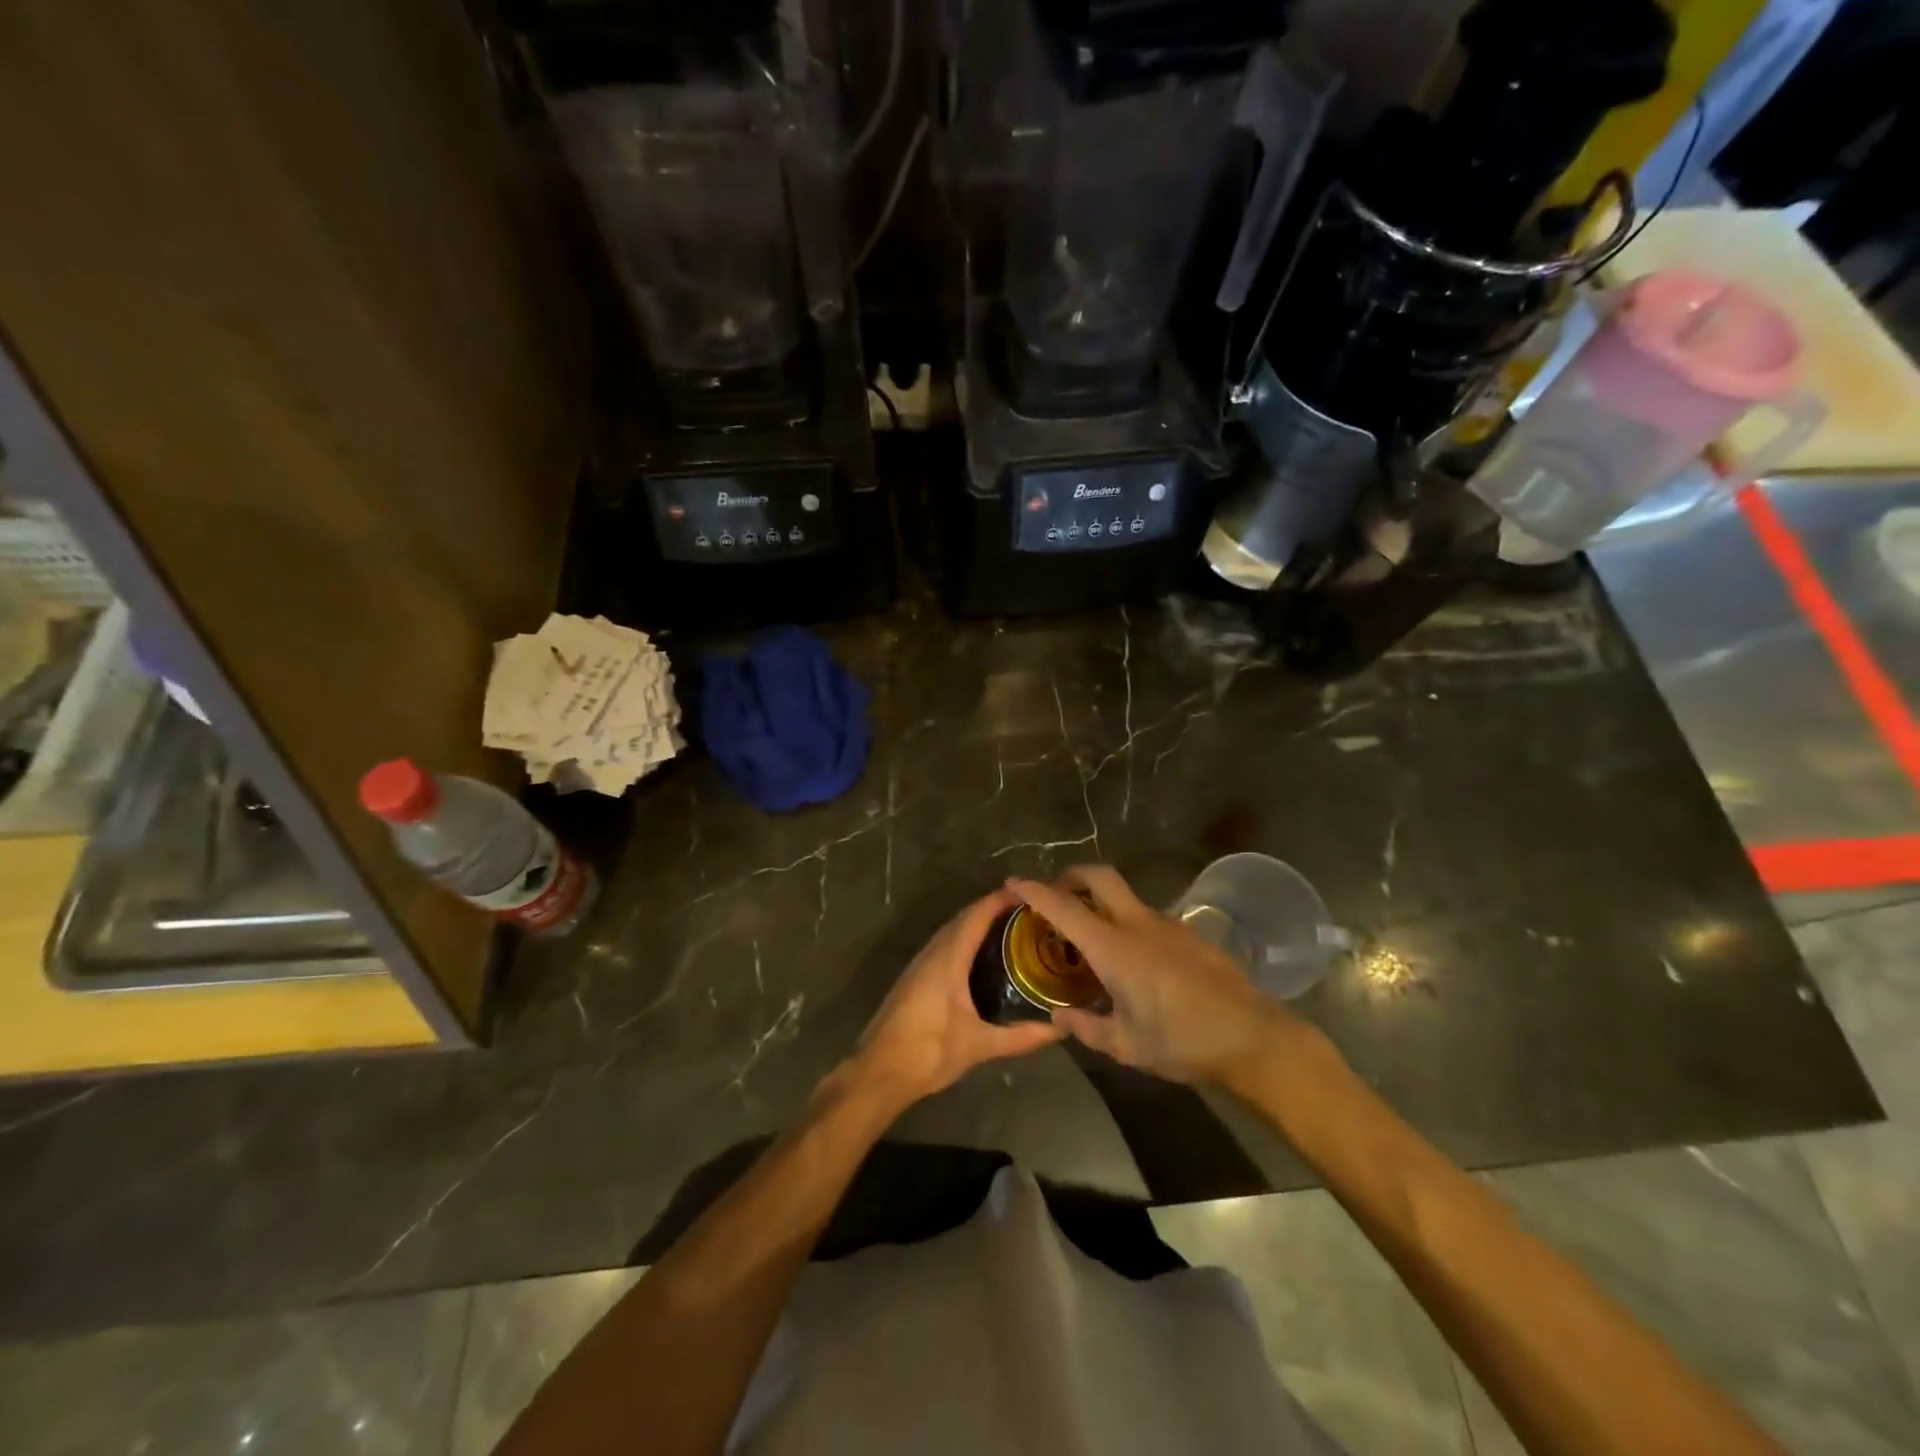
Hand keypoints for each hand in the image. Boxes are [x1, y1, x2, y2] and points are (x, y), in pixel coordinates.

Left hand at [843, 888, 1061, 1114]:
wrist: (878, 1072)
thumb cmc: (928, 1052)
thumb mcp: (979, 1045)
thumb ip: (1020, 1037)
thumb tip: (1060, 1030)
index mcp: (947, 959)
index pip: (976, 916)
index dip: (999, 900)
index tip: (1027, 892)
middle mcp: (932, 953)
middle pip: (963, 919)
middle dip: (992, 909)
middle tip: (1025, 911)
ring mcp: (919, 965)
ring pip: (951, 931)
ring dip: (976, 923)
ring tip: (1009, 928)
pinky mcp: (914, 978)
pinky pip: (943, 945)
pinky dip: (964, 940)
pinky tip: (979, 956)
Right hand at [1006, 865, 1299, 1085]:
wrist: (1253, 1038)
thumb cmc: (1181, 1042)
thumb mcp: (1125, 1046)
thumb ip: (1085, 1028)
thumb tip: (1058, 1015)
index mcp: (1114, 948)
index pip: (1064, 908)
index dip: (1035, 891)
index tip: (1014, 883)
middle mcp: (1138, 924)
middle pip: (1098, 876)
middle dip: (1071, 875)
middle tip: (1056, 895)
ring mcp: (1168, 924)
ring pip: (1125, 896)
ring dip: (1101, 902)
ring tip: (1093, 939)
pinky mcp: (1190, 933)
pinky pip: (1148, 916)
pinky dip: (1128, 923)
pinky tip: (1134, 960)